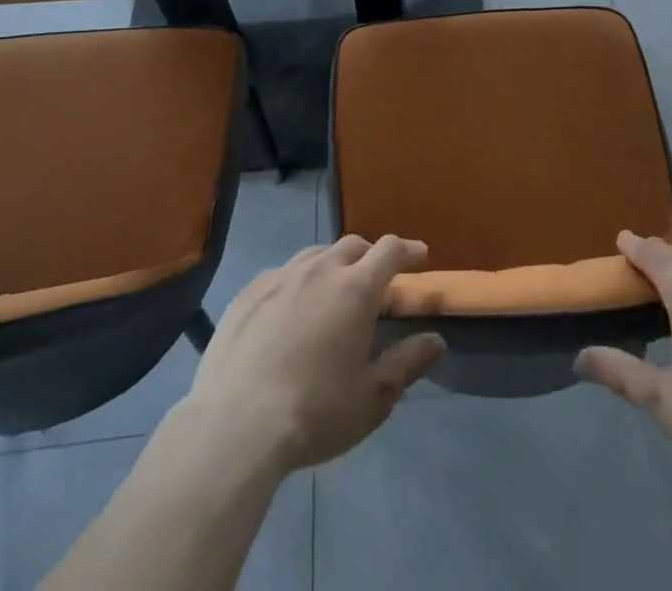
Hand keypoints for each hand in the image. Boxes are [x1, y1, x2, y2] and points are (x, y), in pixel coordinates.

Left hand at [186, 235, 446, 473]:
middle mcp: (321, 269)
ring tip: (333, 293)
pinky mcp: (248, 293)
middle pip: (353, 246)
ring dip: (332, 266)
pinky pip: (282, 274)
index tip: (419, 257)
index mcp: (357, 288)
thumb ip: (407, 364)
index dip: (408, 250)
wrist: (235, 426)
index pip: (391, 250)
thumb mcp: (372, 398)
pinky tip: (290, 310)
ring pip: (315, 255)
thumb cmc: (315, 413)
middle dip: (370, 257)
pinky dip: (297, 282)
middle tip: (376, 282)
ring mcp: (280, 276)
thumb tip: (437, 341)